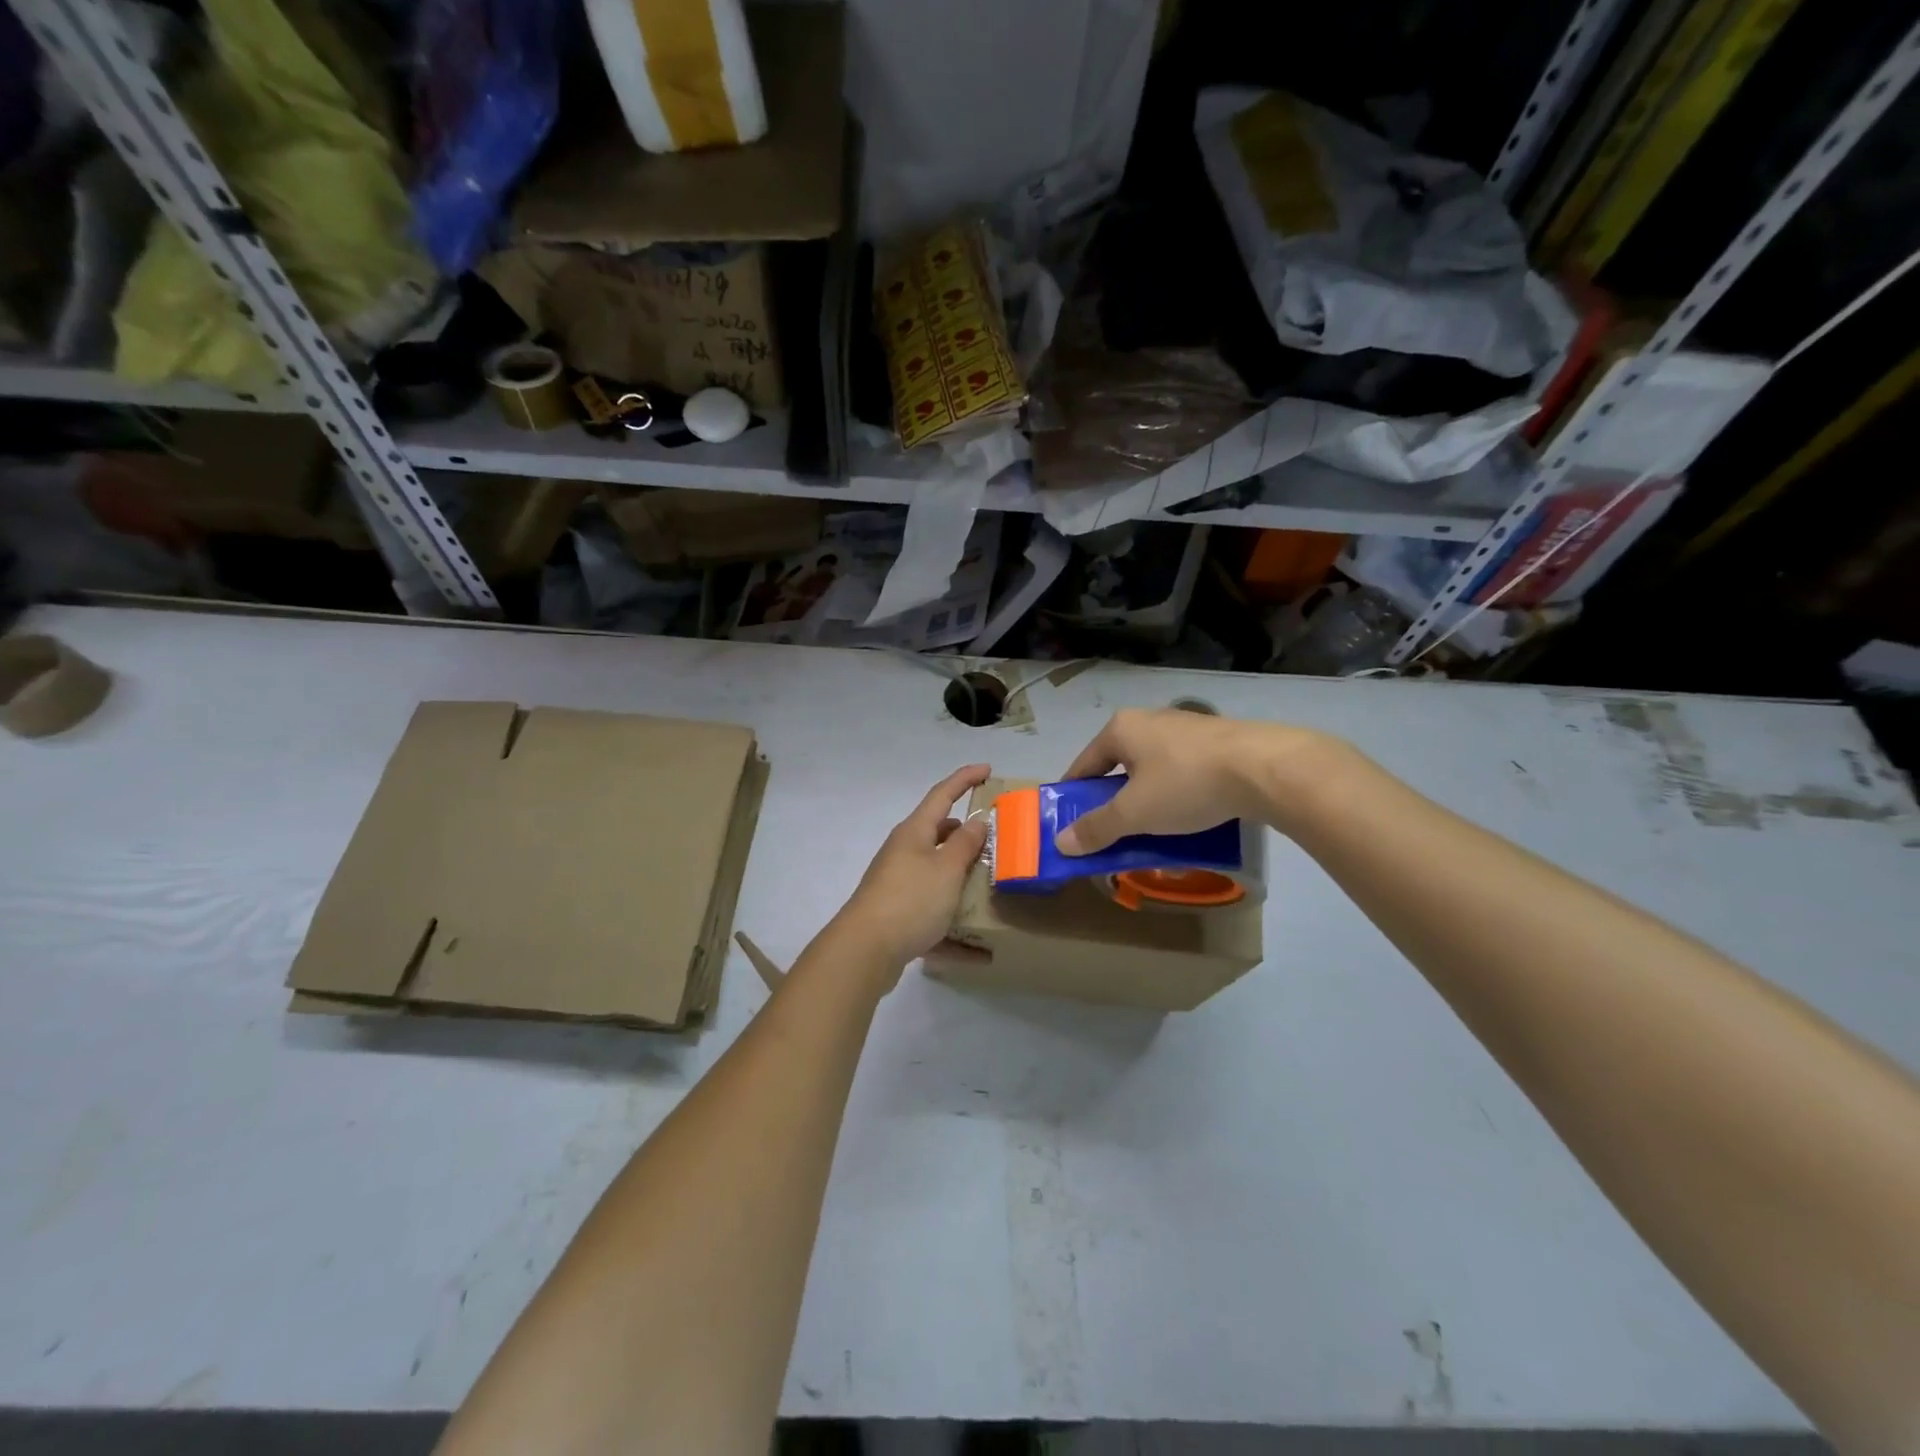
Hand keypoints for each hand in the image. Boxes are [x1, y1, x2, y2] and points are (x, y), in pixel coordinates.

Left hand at [833, 764, 992, 979]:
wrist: (864, 951)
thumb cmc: (910, 900)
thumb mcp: (946, 869)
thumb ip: (965, 844)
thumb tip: (976, 820)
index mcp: (914, 833)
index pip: (942, 794)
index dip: (965, 779)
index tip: (987, 768)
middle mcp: (903, 853)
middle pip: (938, 834)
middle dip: (965, 834)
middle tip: (996, 839)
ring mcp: (898, 884)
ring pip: (937, 874)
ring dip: (961, 878)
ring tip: (991, 887)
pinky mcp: (898, 915)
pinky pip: (933, 914)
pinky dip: (955, 929)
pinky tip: (979, 953)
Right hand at [1055, 709, 1332, 854]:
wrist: (1266, 768)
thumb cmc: (1186, 784)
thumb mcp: (1135, 813)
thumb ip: (1097, 828)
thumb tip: (1060, 843)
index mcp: (1122, 729)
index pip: (1084, 765)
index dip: (1074, 796)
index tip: (1072, 825)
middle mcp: (1150, 721)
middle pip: (1119, 767)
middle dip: (1114, 802)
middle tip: (1114, 834)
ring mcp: (1186, 729)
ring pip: (1153, 771)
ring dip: (1147, 801)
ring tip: (1152, 832)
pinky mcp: (1217, 742)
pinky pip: (1183, 772)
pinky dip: (1177, 795)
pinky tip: (1189, 818)